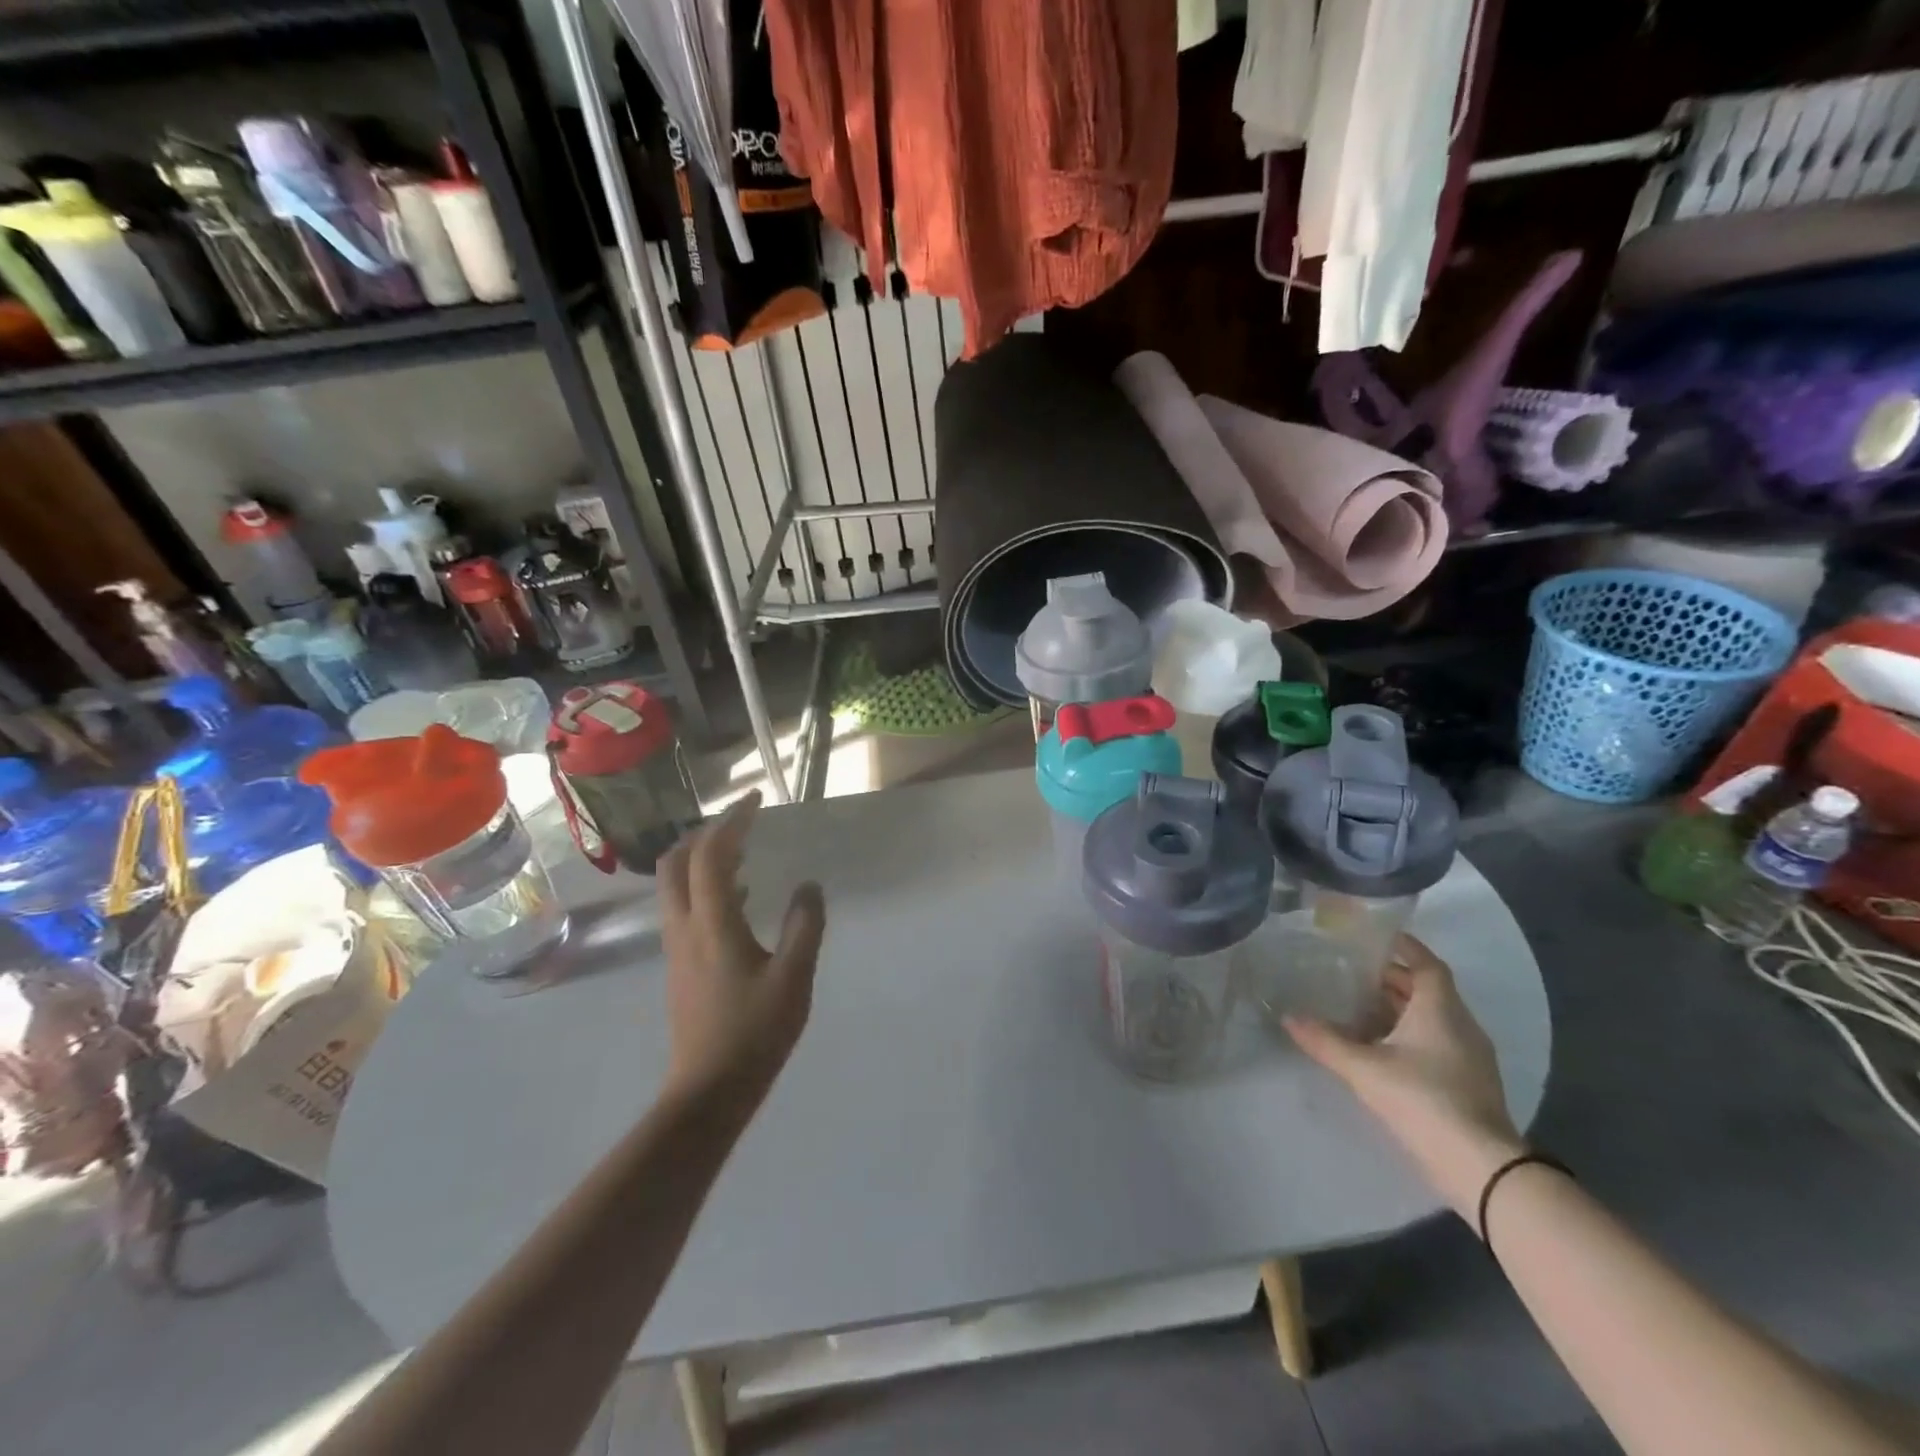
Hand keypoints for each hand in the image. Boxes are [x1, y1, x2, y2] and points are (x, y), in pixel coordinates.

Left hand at [657, 792, 825, 1105]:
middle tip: (741, 824)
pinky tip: (740, 899)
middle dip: (704, 833)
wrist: (707, 1092)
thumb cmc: (754, 1033)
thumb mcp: (794, 978)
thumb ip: (804, 927)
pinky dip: (705, 886)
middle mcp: (684, 928)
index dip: (731, 821)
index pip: (711, 855)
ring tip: (743, 852)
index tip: (755, 800)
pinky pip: (684, 907)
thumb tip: (809, 886)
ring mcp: (676, 948)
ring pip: (675, 886)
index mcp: (712, 924)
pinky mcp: (679, 966)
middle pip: (676, 863)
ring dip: (702, 859)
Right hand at [1284, 935, 1523, 1215]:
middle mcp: (1461, 1025)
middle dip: (1393, 979)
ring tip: (1359, 1007)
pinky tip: (1381, 1047)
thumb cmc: (1422, 1099)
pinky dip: (1410, 1034)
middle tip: (1353, 972)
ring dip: (1400, 1008)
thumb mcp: (1364, 1068)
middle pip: (1428, 990)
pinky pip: (1438, 1042)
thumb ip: (1326, 1041)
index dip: (1405, 947)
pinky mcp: (1470, 1084)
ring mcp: (1470, 1057)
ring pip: (1433, 1018)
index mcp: (1441, 1010)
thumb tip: (1289, 1017)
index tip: (1377, 937)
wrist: (1481, 1167)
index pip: (1427, 964)